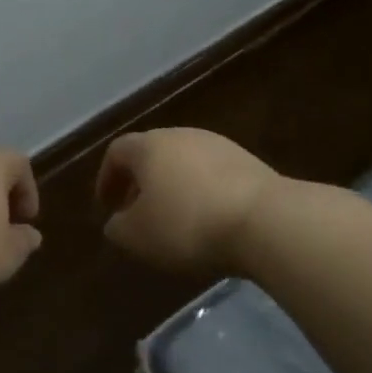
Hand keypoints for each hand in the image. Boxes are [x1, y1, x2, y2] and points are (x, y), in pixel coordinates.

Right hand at [95, 128, 279, 274]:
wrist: (264, 220)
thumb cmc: (188, 224)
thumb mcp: (138, 236)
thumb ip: (118, 227)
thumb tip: (117, 221)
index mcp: (149, 146)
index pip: (117, 151)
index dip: (107, 178)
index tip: (107, 206)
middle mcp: (182, 136)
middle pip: (152, 153)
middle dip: (140, 182)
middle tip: (138, 213)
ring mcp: (219, 145)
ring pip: (184, 163)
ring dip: (172, 187)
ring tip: (174, 219)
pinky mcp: (248, 162)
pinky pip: (212, 174)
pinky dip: (201, 192)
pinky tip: (208, 220)